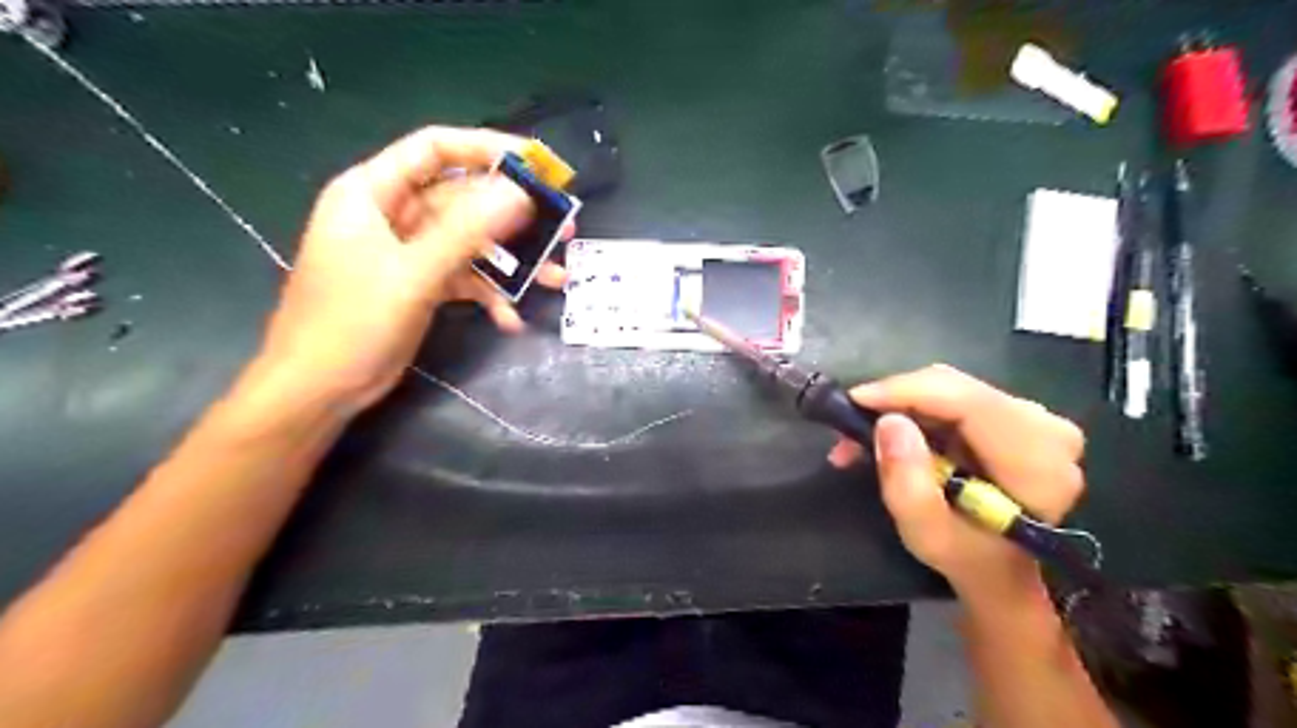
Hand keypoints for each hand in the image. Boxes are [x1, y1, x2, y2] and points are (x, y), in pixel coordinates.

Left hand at [259, 126, 567, 410]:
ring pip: (471, 243)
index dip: (488, 149)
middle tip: (563, 229)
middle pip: (464, 200)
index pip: (436, 149)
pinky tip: (510, 320)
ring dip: (511, 263)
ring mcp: (408, 252)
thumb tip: (520, 193)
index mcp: (373, 192)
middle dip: (514, 219)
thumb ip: (467, 231)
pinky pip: (464, 277)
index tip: (538, 165)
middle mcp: (392, 214)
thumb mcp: (413, 274)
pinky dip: (489, 295)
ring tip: (555, 279)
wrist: (319, 390)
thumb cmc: (352, 324)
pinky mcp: (419, 285)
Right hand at [824, 365, 1085, 609]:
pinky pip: (953, 396)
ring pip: (949, 388)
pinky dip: (914, 410)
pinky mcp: (1014, 414)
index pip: (967, 401)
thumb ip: (907, 485)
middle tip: (849, 429)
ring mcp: (1033, 417)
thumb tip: (889, 423)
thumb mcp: (927, 535)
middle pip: (955, 388)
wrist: (1001, 570)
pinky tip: (891, 434)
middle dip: (895, 400)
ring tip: (861, 438)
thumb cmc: (966, 558)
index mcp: (1037, 461)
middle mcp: (1046, 428)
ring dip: (900, 407)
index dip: (906, 392)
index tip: (854, 401)